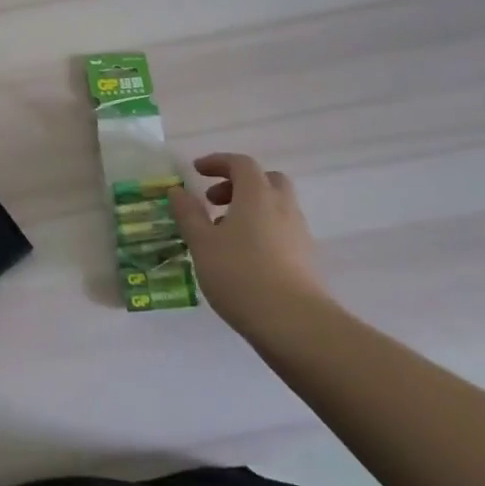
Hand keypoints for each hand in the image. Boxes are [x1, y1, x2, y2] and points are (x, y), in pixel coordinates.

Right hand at [169, 153, 328, 338]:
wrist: (294, 323)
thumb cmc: (240, 274)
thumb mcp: (202, 243)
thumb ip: (188, 213)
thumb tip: (177, 190)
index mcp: (257, 194)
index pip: (240, 163)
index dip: (217, 162)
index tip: (196, 171)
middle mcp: (282, 206)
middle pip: (266, 180)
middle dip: (239, 183)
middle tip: (214, 200)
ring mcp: (299, 233)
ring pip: (275, 206)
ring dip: (250, 208)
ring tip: (223, 233)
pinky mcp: (306, 259)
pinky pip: (282, 230)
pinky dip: (261, 230)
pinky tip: (243, 256)